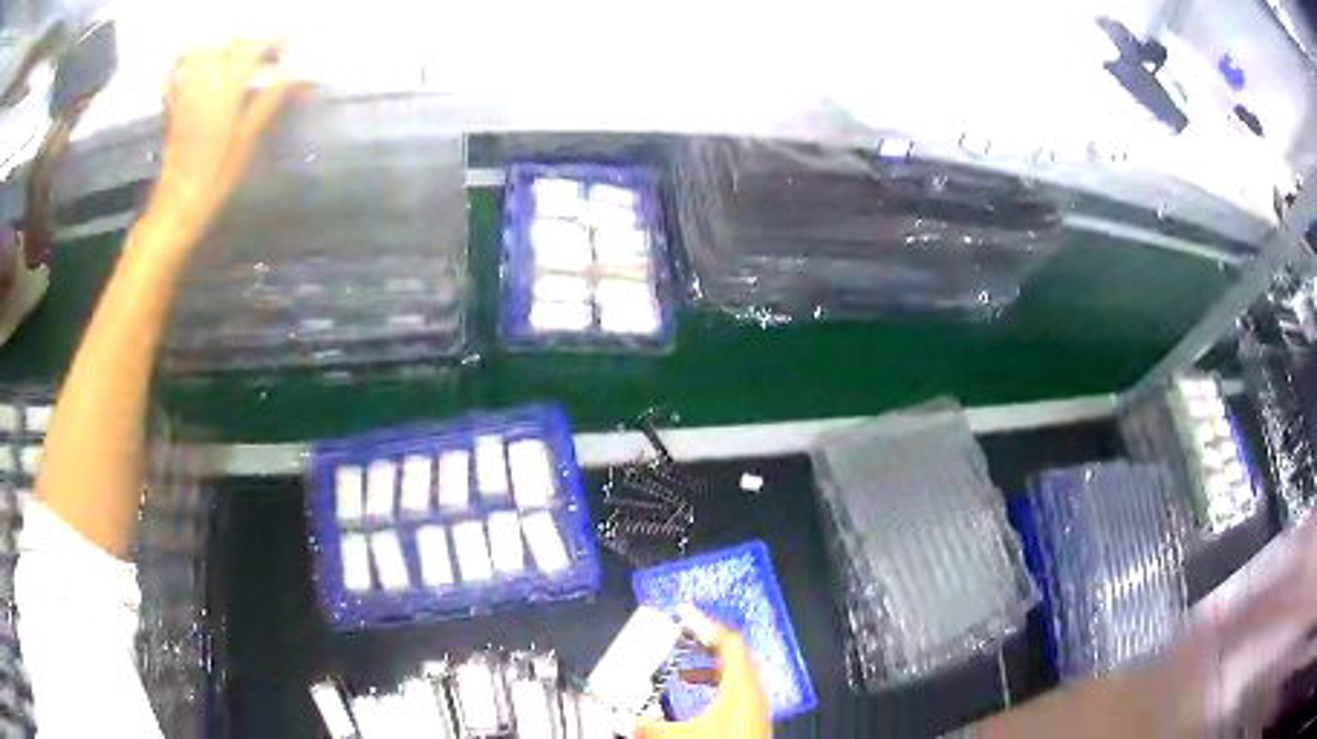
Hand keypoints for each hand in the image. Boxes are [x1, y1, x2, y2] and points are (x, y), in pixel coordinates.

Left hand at [149, 40, 295, 246]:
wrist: (173, 212)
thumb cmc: (212, 184)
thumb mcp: (244, 146)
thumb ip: (266, 103)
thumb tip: (292, 74)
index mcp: (224, 94)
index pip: (251, 51)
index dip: (272, 44)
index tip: (288, 49)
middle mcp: (203, 87)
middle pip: (229, 48)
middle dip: (251, 46)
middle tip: (266, 60)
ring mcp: (186, 97)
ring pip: (204, 55)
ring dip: (224, 52)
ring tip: (237, 65)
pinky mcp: (175, 110)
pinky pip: (182, 76)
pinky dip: (194, 67)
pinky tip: (204, 78)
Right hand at [636, 613, 769, 738]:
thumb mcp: (683, 736)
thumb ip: (650, 727)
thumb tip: (622, 720)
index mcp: (741, 684)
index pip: (728, 640)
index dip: (706, 624)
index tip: (685, 613)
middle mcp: (752, 689)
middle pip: (734, 651)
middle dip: (706, 641)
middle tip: (683, 633)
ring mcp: (754, 702)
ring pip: (735, 671)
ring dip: (709, 665)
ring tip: (683, 668)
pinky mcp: (751, 715)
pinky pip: (735, 687)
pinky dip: (714, 683)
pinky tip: (695, 693)